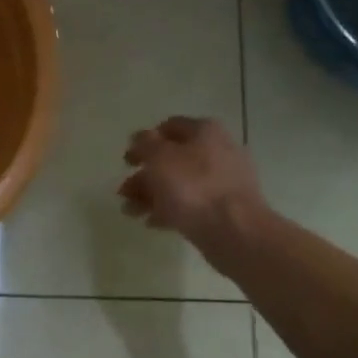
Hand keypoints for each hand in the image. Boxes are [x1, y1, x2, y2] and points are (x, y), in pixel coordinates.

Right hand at [119, 117, 268, 253]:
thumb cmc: (192, 187)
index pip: (168, 127)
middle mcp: (217, 150)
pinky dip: (170, 210)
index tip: (127, 162)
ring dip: (152, 195)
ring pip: (179, 183)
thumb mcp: (159, 158)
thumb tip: (139, 137)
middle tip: (124, 192)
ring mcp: (223, 180)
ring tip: (132, 212)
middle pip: (172, 158)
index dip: (144, 142)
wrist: (234, 229)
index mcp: (204, 131)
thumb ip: (145, 144)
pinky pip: (191, 204)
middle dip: (144, 175)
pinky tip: (153, 222)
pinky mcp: (224, 207)